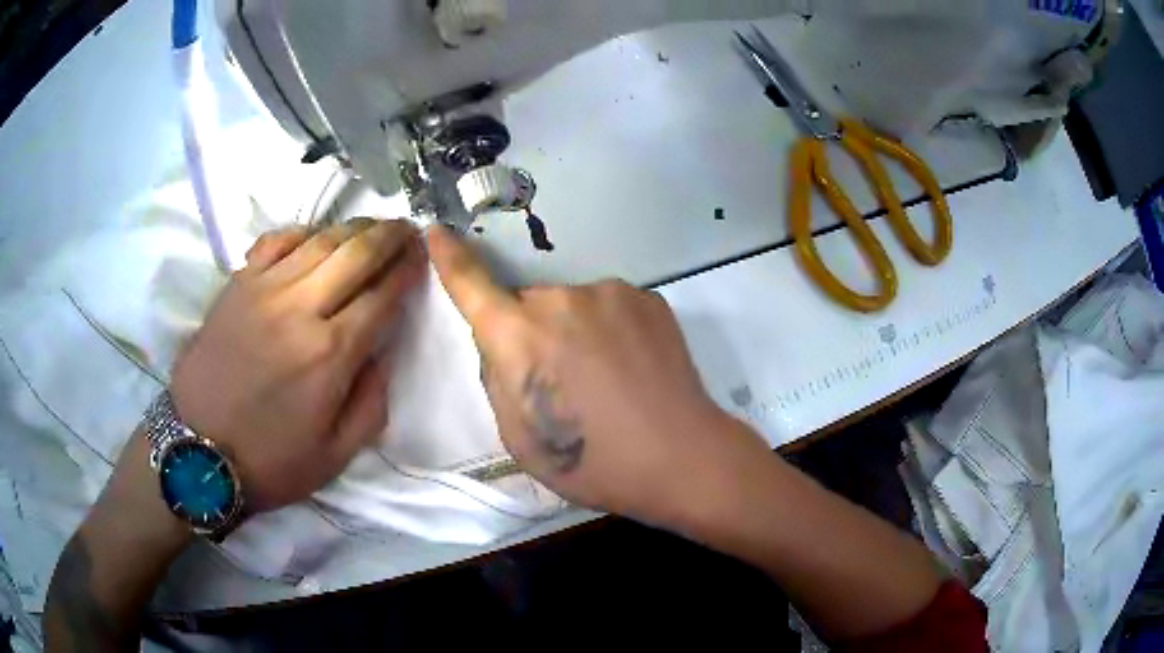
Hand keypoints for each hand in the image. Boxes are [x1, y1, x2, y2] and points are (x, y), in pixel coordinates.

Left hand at [170, 219, 425, 511]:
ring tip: (372, 227)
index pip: (383, 295)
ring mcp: (264, 290)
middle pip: (356, 253)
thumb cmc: (271, 460)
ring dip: (353, 228)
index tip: (425, 254)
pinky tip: (315, 238)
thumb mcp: (337, 455)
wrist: (198, 452)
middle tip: (407, 229)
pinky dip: (302, 232)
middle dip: (390, 236)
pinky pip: (276, 242)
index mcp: (331, 354)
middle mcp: (301, 309)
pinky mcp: (237, 285)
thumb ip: (372, 403)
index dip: (409, 270)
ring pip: (319, 240)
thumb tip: (383, 353)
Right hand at [428, 227, 765, 523]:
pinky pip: (609, 306)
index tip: (435, 232)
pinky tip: (632, 365)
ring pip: (572, 305)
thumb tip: (503, 346)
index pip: (472, 285)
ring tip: (605, 378)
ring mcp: (609, 293)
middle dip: (531, 331)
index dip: (450, 258)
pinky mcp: (647, 297)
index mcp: (520, 337)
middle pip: (529, 304)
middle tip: (561, 379)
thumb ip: (500, 379)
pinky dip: (609, 328)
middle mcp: (560, 300)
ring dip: (575, 329)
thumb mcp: (520, 437)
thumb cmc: (592, 463)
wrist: (680, 457)